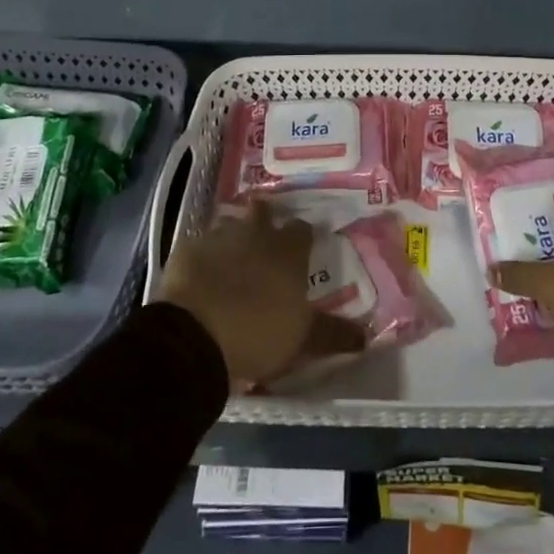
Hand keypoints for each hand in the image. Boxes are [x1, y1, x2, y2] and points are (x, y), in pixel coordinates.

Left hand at [159, 199, 365, 387]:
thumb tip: (366, 337)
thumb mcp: (302, 340)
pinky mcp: (187, 249)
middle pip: (263, 213)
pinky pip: (199, 247)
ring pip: (230, 228)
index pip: (303, 230)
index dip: (302, 238)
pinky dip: (203, 259)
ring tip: (231, 263)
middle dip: (264, 222)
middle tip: (263, 243)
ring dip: (233, 240)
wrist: (193, 336)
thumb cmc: (257, 334)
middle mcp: (256, 233)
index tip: (302, 250)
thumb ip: (334, 334)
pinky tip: (200, 277)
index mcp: (289, 250)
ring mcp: (219, 237)